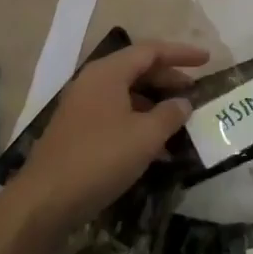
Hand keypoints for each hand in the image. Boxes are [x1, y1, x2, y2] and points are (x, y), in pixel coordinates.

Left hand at [6, 40, 206, 233]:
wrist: (44, 202)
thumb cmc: (100, 158)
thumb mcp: (146, 136)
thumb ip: (170, 114)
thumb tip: (183, 103)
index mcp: (108, 73)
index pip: (151, 51)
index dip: (181, 53)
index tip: (207, 59)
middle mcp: (93, 83)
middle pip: (138, 70)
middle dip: (169, 79)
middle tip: (196, 92)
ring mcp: (82, 108)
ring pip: (127, 95)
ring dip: (156, 104)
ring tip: (181, 121)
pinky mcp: (78, 133)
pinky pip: (116, 115)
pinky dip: (139, 122)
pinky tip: (157, 146)